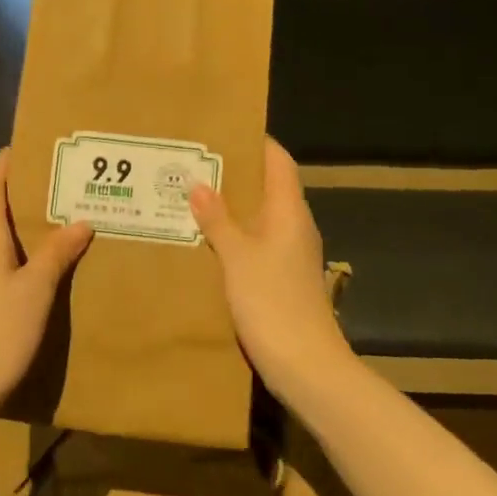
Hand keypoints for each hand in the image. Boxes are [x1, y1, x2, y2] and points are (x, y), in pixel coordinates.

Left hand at [0, 149, 91, 419]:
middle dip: (15, 195)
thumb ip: (56, 252)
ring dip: (11, 227)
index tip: (26, 147)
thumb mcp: (36, 290)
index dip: (6, 165)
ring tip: (47, 224)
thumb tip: (80, 221)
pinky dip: (6, 253)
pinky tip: (27, 268)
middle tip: (53, 186)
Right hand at [190, 138, 353, 403]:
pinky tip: (206, 241)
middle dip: (235, 173)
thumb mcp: (238, 257)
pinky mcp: (282, 278)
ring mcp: (291, 254)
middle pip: (268, 187)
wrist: (305, 365)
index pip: (278, 161)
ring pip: (260, 217)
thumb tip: (199, 184)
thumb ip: (218, 219)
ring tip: (191, 196)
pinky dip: (234, 234)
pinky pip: (256, 243)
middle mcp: (295, 227)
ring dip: (231, 206)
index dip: (256, 142)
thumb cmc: (272, 303)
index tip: (223, 130)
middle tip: (193, 163)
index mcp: (290, 212)